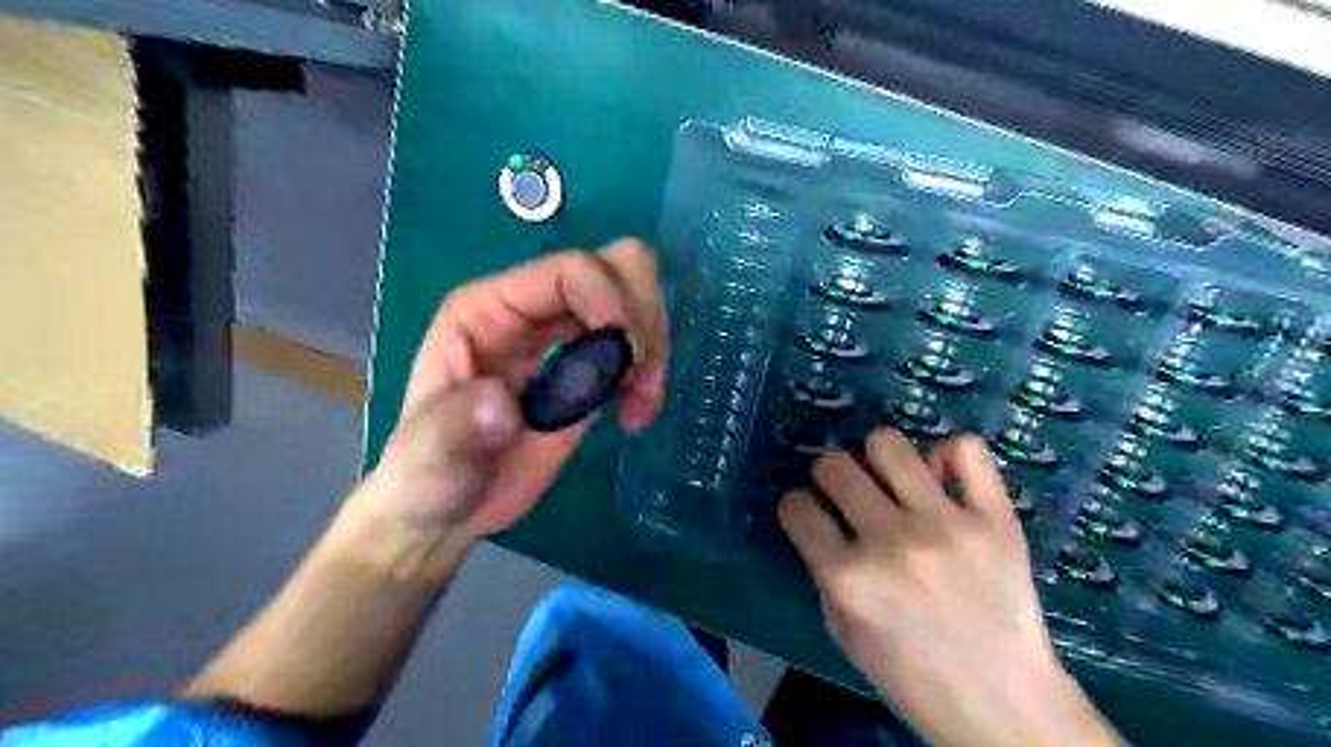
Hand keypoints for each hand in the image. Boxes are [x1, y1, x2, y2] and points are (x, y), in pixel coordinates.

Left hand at [348, 241, 670, 581]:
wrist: (450, 512)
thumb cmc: (428, 480)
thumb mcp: (429, 461)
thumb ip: (454, 430)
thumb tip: (503, 402)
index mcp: (490, 308)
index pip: (570, 271)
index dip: (610, 301)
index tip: (627, 358)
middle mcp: (532, 310)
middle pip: (616, 268)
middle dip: (642, 317)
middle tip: (636, 377)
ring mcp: (565, 337)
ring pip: (636, 301)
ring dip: (654, 348)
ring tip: (639, 406)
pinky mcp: (590, 371)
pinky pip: (637, 346)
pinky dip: (651, 373)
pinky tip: (635, 417)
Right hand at [782, 430, 1121, 745]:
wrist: (1003, 706)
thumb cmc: (911, 676)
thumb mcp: (843, 631)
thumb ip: (825, 568)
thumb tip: (822, 517)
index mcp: (848, 579)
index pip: (796, 506)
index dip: (798, 508)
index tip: (812, 516)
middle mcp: (891, 543)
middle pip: (834, 465)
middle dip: (830, 477)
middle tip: (850, 497)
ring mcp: (946, 525)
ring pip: (887, 443)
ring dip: (877, 459)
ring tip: (892, 483)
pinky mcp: (995, 518)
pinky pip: (965, 448)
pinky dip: (947, 455)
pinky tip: (941, 480)